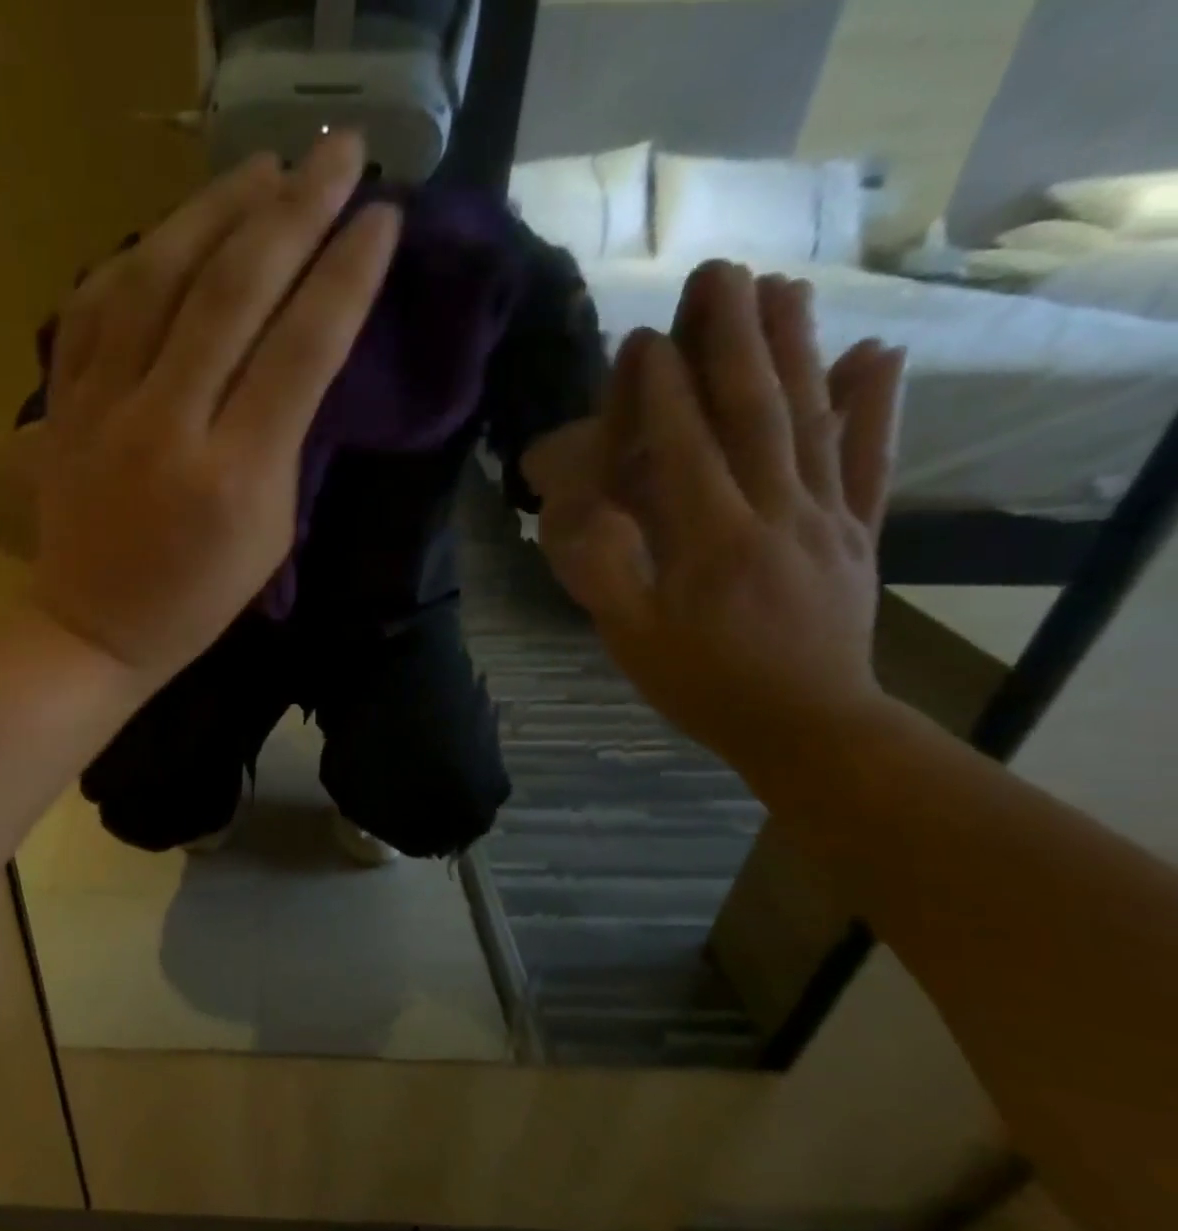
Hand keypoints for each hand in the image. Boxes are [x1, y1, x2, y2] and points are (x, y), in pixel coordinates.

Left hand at [0, 134, 399, 684]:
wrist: (93, 629)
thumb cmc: (195, 601)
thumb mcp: (270, 535)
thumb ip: (288, 443)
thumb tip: (303, 353)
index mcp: (234, 477)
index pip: (301, 351)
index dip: (346, 276)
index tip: (383, 219)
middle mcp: (168, 427)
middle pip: (233, 293)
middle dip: (296, 212)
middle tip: (341, 155)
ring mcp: (105, 409)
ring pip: (157, 278)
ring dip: (217, 209)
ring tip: (265, 168)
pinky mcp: (64, 403)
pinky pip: (96, 304)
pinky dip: (139, 254)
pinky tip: (176, 227)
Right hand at [539, 261, 907, 772]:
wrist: (807, 726)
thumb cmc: (702, 684)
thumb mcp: (633, 639)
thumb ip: (606, 573)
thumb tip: (581, 509)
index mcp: (713, 540)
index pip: (685, 448)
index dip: (663, 391)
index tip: (644, 336)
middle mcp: (776, 512)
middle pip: (754, 412)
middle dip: (733, 340)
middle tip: (719, 276)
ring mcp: (826, 518)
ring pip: (812, 421)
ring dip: (797, 350)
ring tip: (783, 289)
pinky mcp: (858, 533)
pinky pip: (871, 462)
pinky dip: (878, 406)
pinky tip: (877, 355)